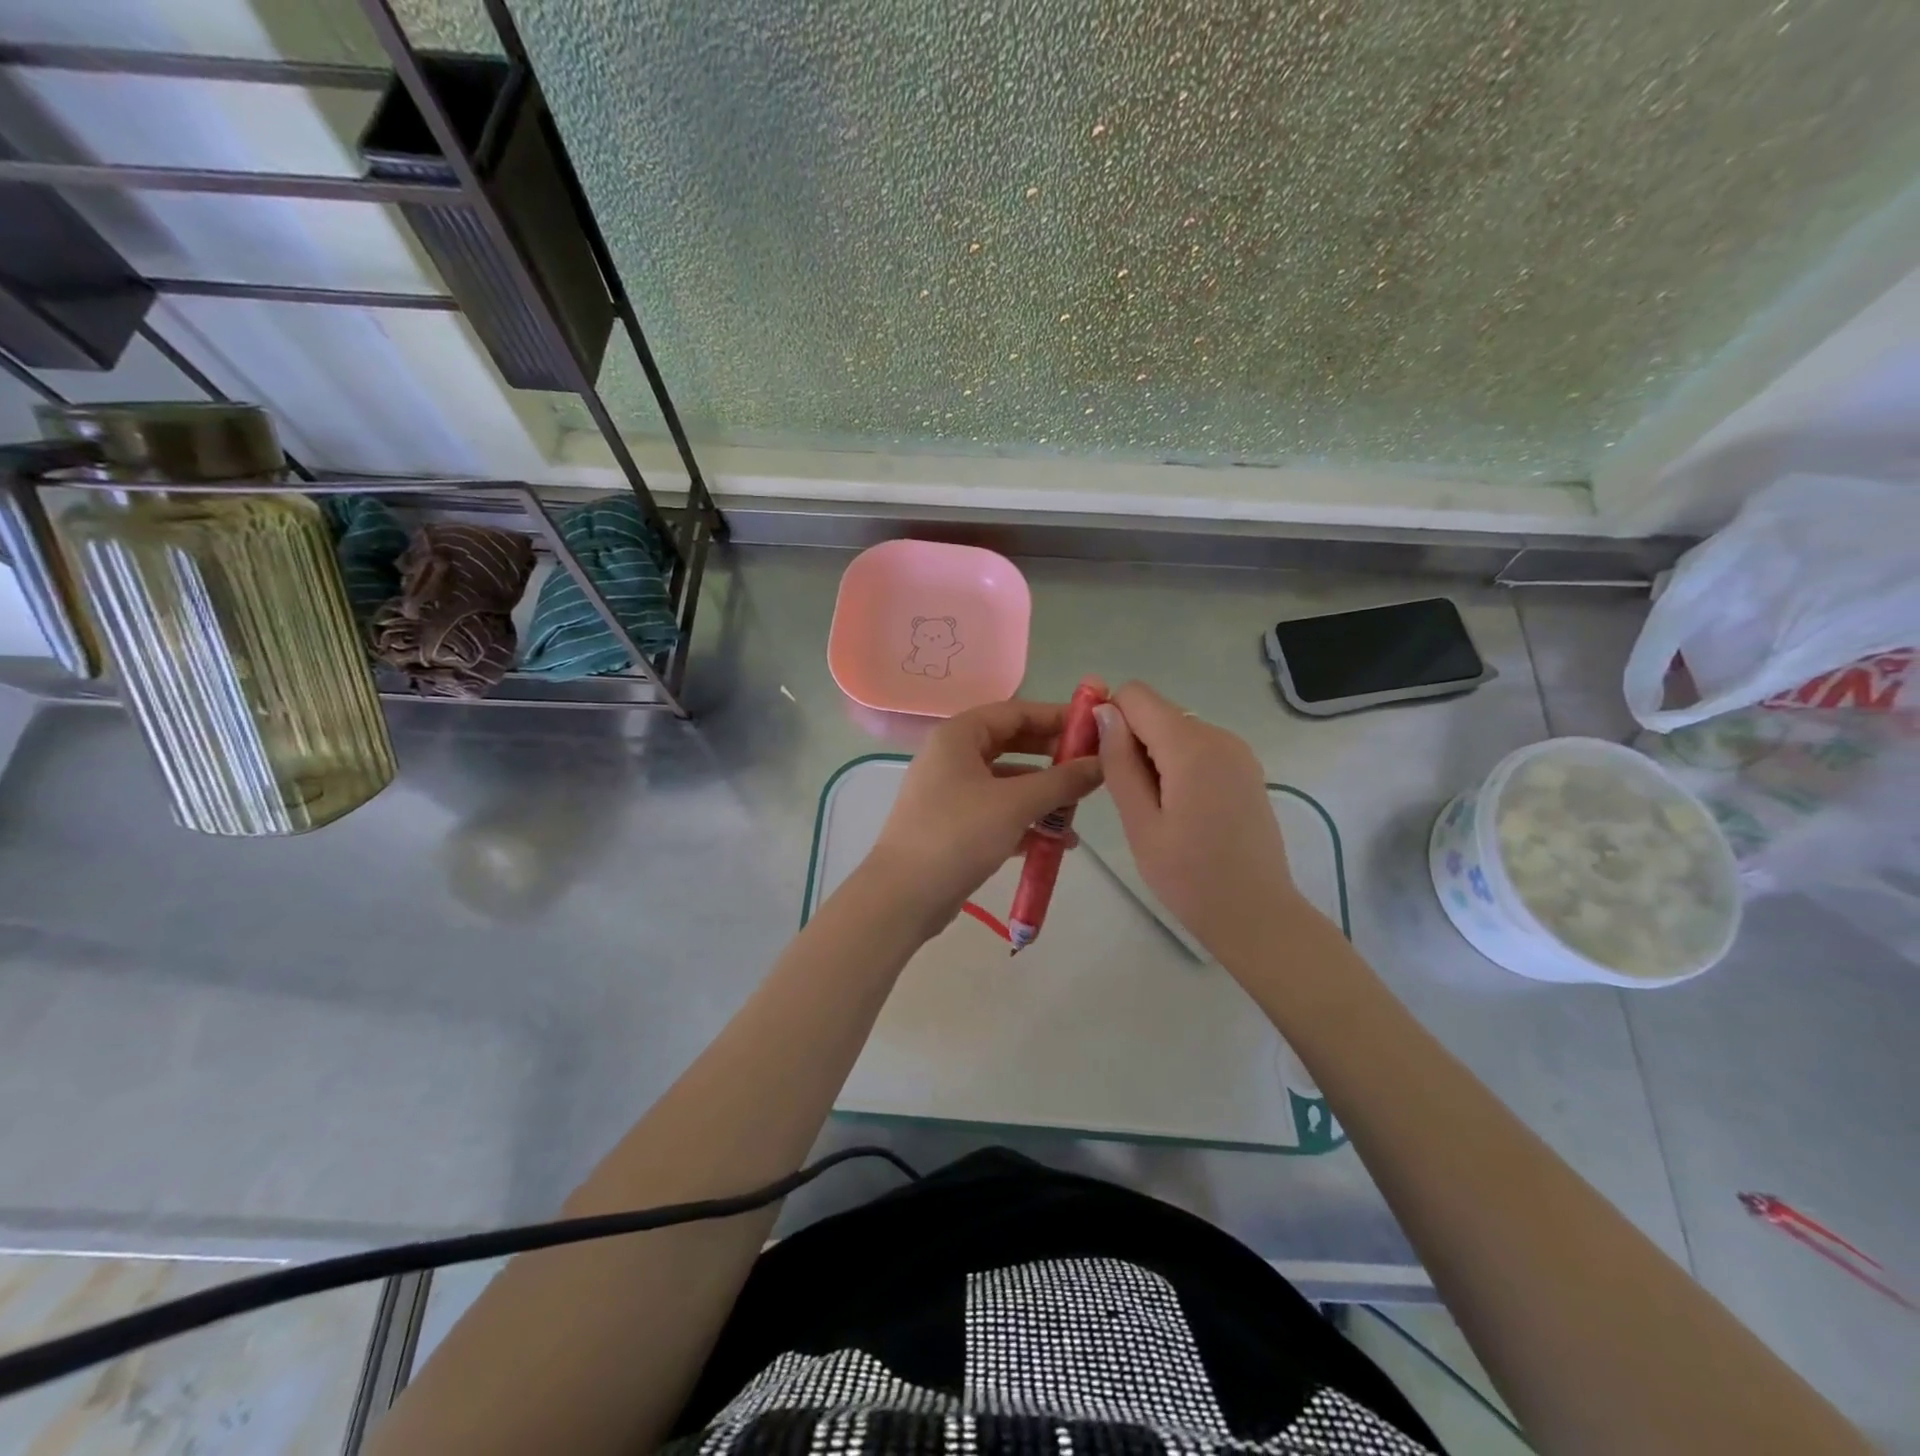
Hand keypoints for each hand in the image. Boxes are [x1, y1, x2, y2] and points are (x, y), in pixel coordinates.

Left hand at [865, 698, 1103, 936]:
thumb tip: (1103, 763)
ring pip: (1007, 782)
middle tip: (1092, 768)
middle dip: (1053, 758)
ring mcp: (950, 792)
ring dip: (1043, 794)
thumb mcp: (1016, 803)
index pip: (1016, 712)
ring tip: (1079, 811)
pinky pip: (997, 811)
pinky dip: (1025, 821)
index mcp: (959, 736)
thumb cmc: (958, 834)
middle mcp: (952, 756)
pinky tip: (1056, 843)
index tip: (1095, 727)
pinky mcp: (953, 825)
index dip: (1057, 717)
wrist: (904, 896)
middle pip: (1012, 745)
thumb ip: (1062, 780)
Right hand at [1095, 681, 1305, 963]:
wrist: (1256, 915)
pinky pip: (1198, 748)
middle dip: (1130, 740)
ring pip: (1176, 731)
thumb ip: (1119, 761)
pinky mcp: (1245, 769)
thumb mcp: (1140, 822)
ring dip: (1152, 757)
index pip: (1136, 695)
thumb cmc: (1189, 877)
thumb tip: (1104, 711)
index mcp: (1191, 746)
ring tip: (1151, 809)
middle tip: (1124, 796)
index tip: (1097, 757)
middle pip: (1156, 712)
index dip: (1108, 717)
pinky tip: (1177, 809)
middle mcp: (1219, 736)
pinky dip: (1176, 766)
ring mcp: (1237, 752)